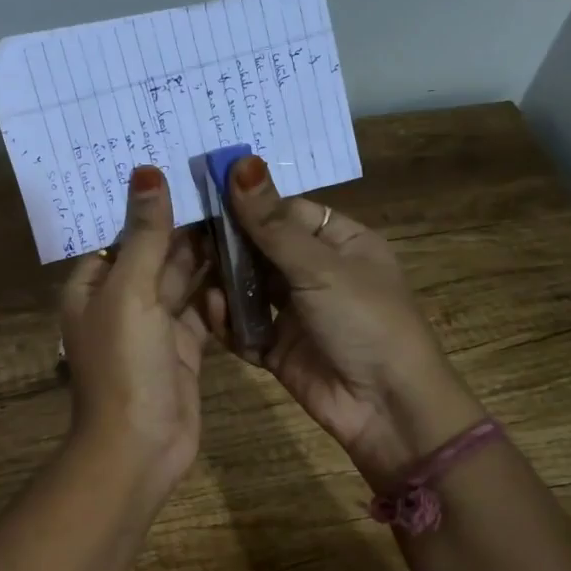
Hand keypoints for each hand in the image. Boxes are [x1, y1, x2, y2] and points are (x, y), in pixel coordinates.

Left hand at [60, 166, 211, 509]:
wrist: (140, 447)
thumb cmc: (124, 364)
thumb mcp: (130, 292)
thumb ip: (144, 234)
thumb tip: (146, 171)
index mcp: (93, 285)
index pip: (120, 232)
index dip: (148, 202)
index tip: (183, 165)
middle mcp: (120, 301)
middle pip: (153, 252)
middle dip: (183, 223)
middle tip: (225, 182)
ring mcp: (153, 326)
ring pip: (181, 279)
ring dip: (206, 252)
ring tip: (241, 211)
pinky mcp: (182, 347)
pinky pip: (201, 308)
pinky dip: (219, 289)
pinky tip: (245, 260)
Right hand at [208, 155, 482, 485]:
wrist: (385, 407)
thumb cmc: (365, 320)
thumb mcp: (320, 267)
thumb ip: (272, 223)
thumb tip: (240, 163)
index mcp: (341, 242)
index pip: (286, 211)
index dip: (249, 203)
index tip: (203, 193)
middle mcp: (317, 273)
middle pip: (262, 249)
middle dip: (229, 245)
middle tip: (185, 235)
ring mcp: (296, 312)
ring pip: (249, 288)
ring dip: (225, 283)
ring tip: (193, 274)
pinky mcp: (278, 348)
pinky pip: (245, 327)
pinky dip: (229, 322)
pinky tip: (215, 312)